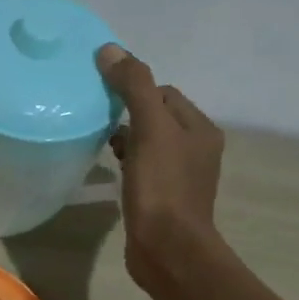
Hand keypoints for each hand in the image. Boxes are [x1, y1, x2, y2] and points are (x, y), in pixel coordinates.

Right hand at [97, 45, 226, 297]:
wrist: (168, 249)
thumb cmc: (162, 187)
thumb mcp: (150, 129)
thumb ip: (134, 87)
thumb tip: (110, 50)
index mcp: (200, 129)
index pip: (164, 93)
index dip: (135, 91)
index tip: (106, 100)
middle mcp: (196, 149)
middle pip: (156, 116)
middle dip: (128, 114)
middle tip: (98, 120)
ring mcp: (181, 176)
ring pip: (149, 143)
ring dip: (126, 139)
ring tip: (100, 143)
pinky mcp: (164, 198)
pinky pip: (144, 168)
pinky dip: (127, 162)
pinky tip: (110, 169)